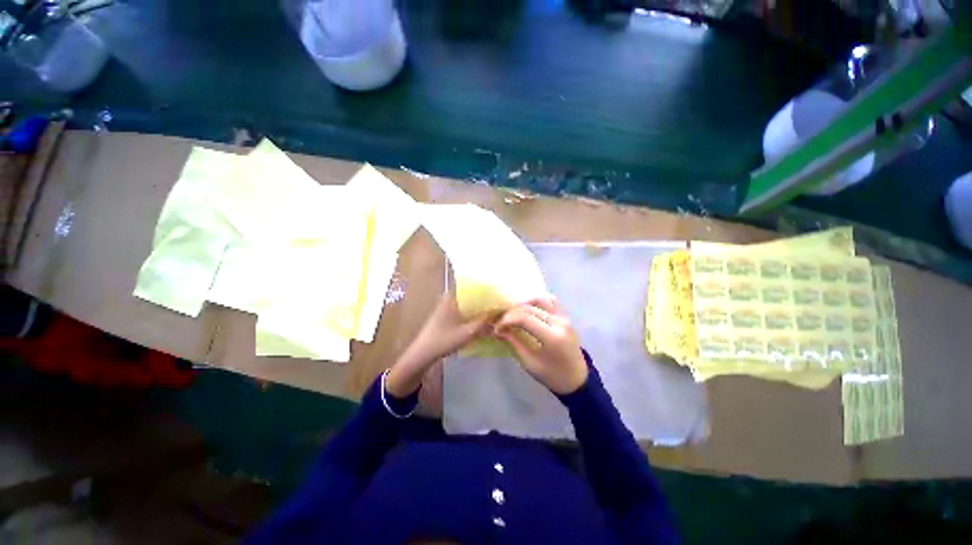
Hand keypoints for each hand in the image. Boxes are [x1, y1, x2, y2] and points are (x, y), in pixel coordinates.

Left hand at [386, 294, 491, 397]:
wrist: (422, 354)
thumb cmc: (444, 340)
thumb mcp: (467, 333)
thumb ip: (483, 324)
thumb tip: (498, 317)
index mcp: (452, 298)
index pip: (470, 286)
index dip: (484, 288)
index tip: (497, 291)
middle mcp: (448, 299)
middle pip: (469, 295)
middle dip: (482, 299)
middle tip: (497, 302)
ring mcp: (445, 307)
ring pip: (465, 303)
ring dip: (476, 307)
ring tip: (491, 310)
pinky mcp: (444, 316)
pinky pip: (461, 310)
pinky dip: (470, 313)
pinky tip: (479, 319)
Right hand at [495, 297, 588, 394]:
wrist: (577, 379)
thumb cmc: (552, 376)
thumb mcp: (529, 363)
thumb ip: (514, 342)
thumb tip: (497, 329)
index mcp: (552, 337)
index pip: (524, 318)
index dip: (507, 320)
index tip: (497, 328)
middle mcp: (559, 322)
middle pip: (530, 308)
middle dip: (511, 313)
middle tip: (501, 322)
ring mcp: (564, 317)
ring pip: (540, 300)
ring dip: (523, 304)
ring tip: (513, 314)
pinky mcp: (565, 316)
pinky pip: (550, 301)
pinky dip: (536, 302)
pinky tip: (528, 310)